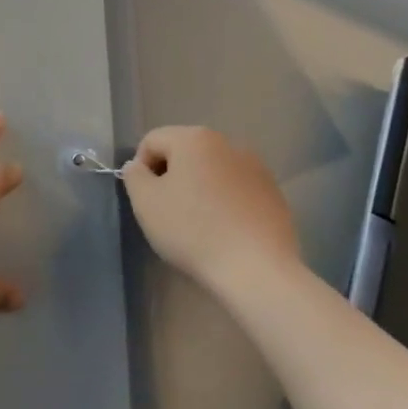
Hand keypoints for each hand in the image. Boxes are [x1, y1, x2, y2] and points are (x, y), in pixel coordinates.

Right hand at [121, 126, 298, 290]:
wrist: (257, 270)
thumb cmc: (193, 231)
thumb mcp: (146, 203)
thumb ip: (134, 176)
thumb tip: (139, 166)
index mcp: (194, 138)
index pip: (152, 141)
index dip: (141, 169)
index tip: (146, 201)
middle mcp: (227, 143)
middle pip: (184, 152)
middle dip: (172, 177)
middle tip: (169, 213)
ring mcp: (256, 167)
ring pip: (212, 171)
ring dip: (200, 188)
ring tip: (199, 225)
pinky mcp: (274, 193)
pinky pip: (237, 190)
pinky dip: (225, 202)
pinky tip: (226, 231)